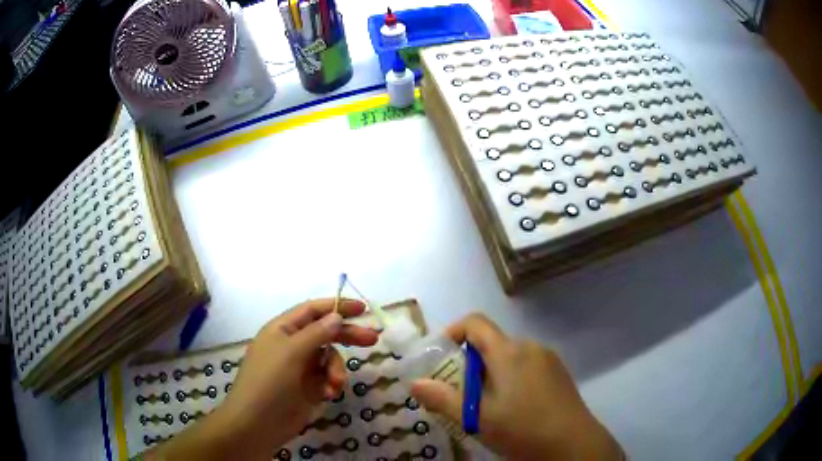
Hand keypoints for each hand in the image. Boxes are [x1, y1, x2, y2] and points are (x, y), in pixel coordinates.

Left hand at [150, 299, 378, 460]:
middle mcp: (293, 345)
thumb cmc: (270, 381)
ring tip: (334, 384)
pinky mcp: (308, 388)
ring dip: (337, 369)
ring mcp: (301, 367)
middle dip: (348, 336)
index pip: (313, 310)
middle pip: (326, 333)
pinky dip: (331, 383)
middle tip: (373, 339)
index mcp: (283, 329)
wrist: (258, 423)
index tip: (363, 309)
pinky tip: (328, 394)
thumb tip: (337, 316)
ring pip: (330, 358)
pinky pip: (328, 378)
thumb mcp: (292, 352)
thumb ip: (317, 333)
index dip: (337, 306)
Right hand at [410, 314, 621, 460]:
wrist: (573, 443)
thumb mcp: (477, 418)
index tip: (441, 356)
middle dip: (470, 362)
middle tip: (461, 393)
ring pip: (510, 356)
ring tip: (487, 405)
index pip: (475, 322)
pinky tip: (515, 407)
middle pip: (492, 342)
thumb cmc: (522, 429)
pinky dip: (512, 377)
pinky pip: (527, 365)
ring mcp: (548, 359)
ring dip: (491, 372)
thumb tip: (415, 383)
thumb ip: (444, 399)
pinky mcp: (559, 372)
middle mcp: (530, 346)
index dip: (453, 331)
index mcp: (508, 352)